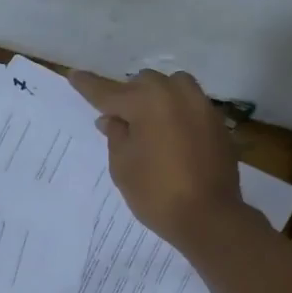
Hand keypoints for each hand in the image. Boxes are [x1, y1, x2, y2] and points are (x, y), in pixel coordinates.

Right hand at [69, 68, 244, 248]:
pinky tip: (171, 135)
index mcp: (147, 101)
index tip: (74, 75)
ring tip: (146, 122)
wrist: (209, 217)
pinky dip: (176, 113)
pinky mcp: (217, 123)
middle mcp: (176, 94)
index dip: (89, 86)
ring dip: (156, 98)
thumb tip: (112, 119)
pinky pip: (190, 105)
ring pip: (172, 87)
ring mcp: (202, 106)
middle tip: (117, 118)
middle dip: (128, 96)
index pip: (109, 92)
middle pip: (144, 83)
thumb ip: (115, 135)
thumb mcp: (122, 165)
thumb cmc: (155, 192)